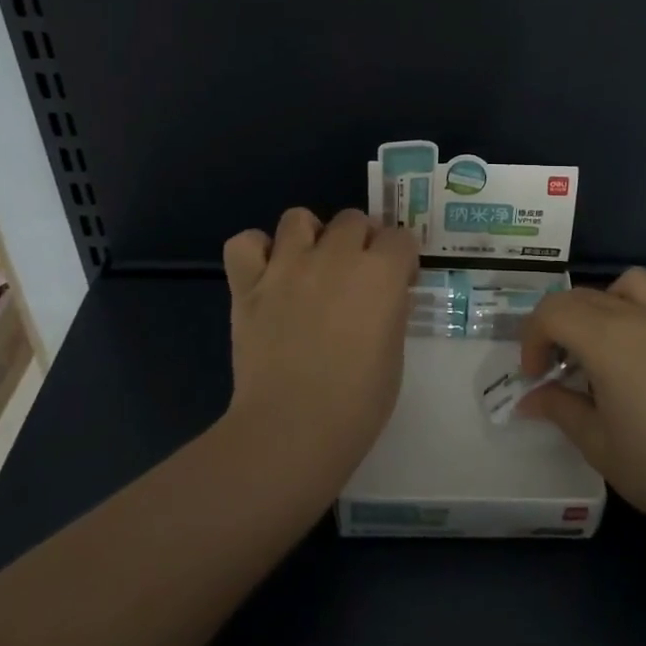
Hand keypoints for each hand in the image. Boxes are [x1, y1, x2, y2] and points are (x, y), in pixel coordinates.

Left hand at [222, 208, 417, 469]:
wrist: (292, 428)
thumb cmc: (358, 402)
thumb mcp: (394, 353)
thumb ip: (390, 312)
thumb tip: (385, 297)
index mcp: (380, 273)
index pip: (400, 238)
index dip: (401, 259)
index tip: (398, 283)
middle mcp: (336, 256)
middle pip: (353, 219)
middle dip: (360, 241)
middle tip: (356, 275)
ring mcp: (288, 266)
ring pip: (298, 218)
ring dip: (310, 235)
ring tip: (310, 265)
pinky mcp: (249, 285)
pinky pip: (245, 243)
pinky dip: (256, 251)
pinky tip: (267, 273)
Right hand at [517, 267, 645, 537]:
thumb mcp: (598, 445)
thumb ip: (560, 410)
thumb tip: (530, 399)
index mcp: (605, 338)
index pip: (551, 312)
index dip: (531, 340)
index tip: (534, 378)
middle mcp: (637, 317)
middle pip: (581, 296)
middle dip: (557, 326)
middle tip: (556, 372)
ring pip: (626, 284)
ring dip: (602, 304)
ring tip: (600, 346)